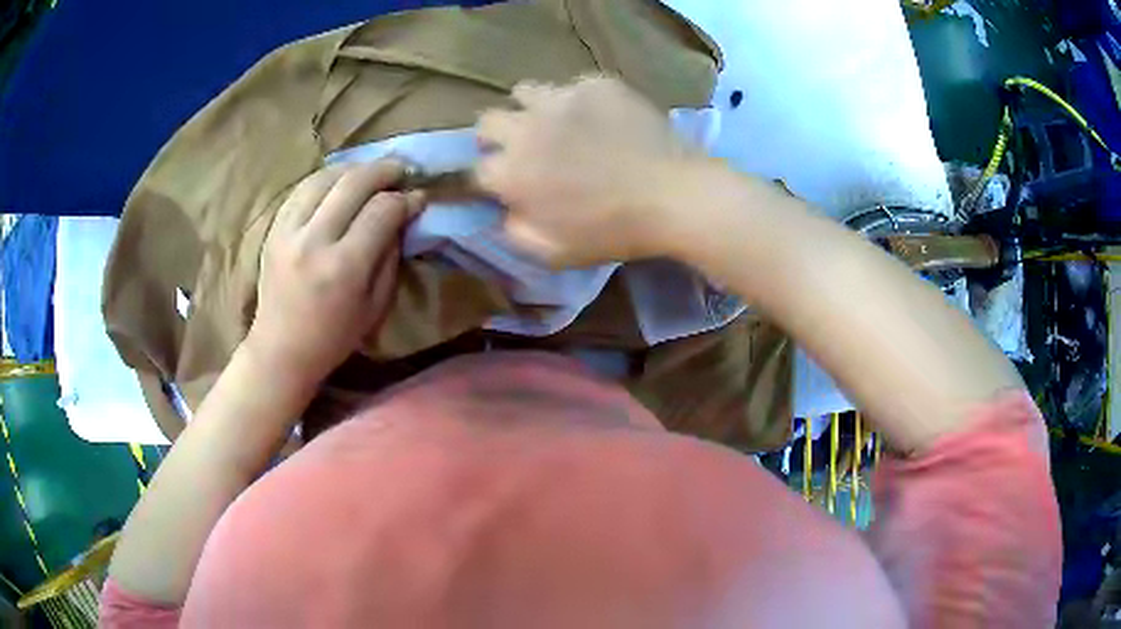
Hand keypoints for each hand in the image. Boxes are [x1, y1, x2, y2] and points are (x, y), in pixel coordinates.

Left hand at [246, 160, 422, 389]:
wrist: (281, 349)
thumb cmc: (334, 337)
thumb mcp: (376, 305)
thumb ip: (390, 256)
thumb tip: (402, 215)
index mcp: (344, 267)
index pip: (382, 211)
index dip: (406, 199)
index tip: (419, 197)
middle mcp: (314, 241)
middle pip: (354, 183)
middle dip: (384, 170)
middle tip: (401, 170)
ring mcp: (288, 231)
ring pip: (325, 177)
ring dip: (354, 168)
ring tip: (371, 173)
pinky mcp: (273, 228)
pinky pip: (302, 188)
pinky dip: (326, 178)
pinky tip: (340, 181)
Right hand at [475, 76, 695, 267]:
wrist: (673, 195)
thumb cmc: (612, 231)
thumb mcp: (554, 253)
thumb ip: (515, 232)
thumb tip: (503, 211)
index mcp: (511, 172)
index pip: (477, 168)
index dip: (491, 177)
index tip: (507, 182)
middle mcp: (525, 129)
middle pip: (487, 121)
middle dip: (497, 136)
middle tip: (524, 147)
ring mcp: (560, 99)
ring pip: (524, 92)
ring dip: (531, 109)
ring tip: (557, 123)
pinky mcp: (594, 84)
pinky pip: (573, 87)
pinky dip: (579, 102)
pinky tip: (603, 118)